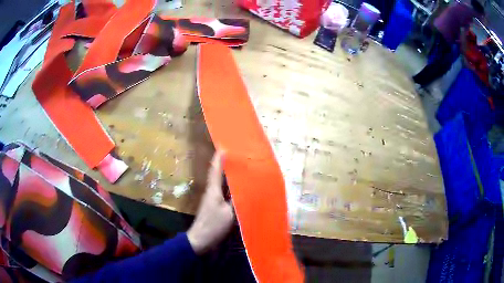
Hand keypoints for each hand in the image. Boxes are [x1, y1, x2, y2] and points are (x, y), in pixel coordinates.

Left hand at [187, 151, 233, 254]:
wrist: (200, 239)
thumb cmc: (213, 225)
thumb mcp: (229, 213)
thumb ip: (237, 201)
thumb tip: (246, 189)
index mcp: (213, 190)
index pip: (215, 170)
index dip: (219, 158)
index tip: (224, 147)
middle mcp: (211, 191)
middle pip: (218, 174)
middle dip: (225, 164)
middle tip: (236, 156)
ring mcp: (212, 199)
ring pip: (221, 183)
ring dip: (227, 175)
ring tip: (239, 168)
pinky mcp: (215, 206)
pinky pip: (223, 192)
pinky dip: (229, 187)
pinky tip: (237, 188)